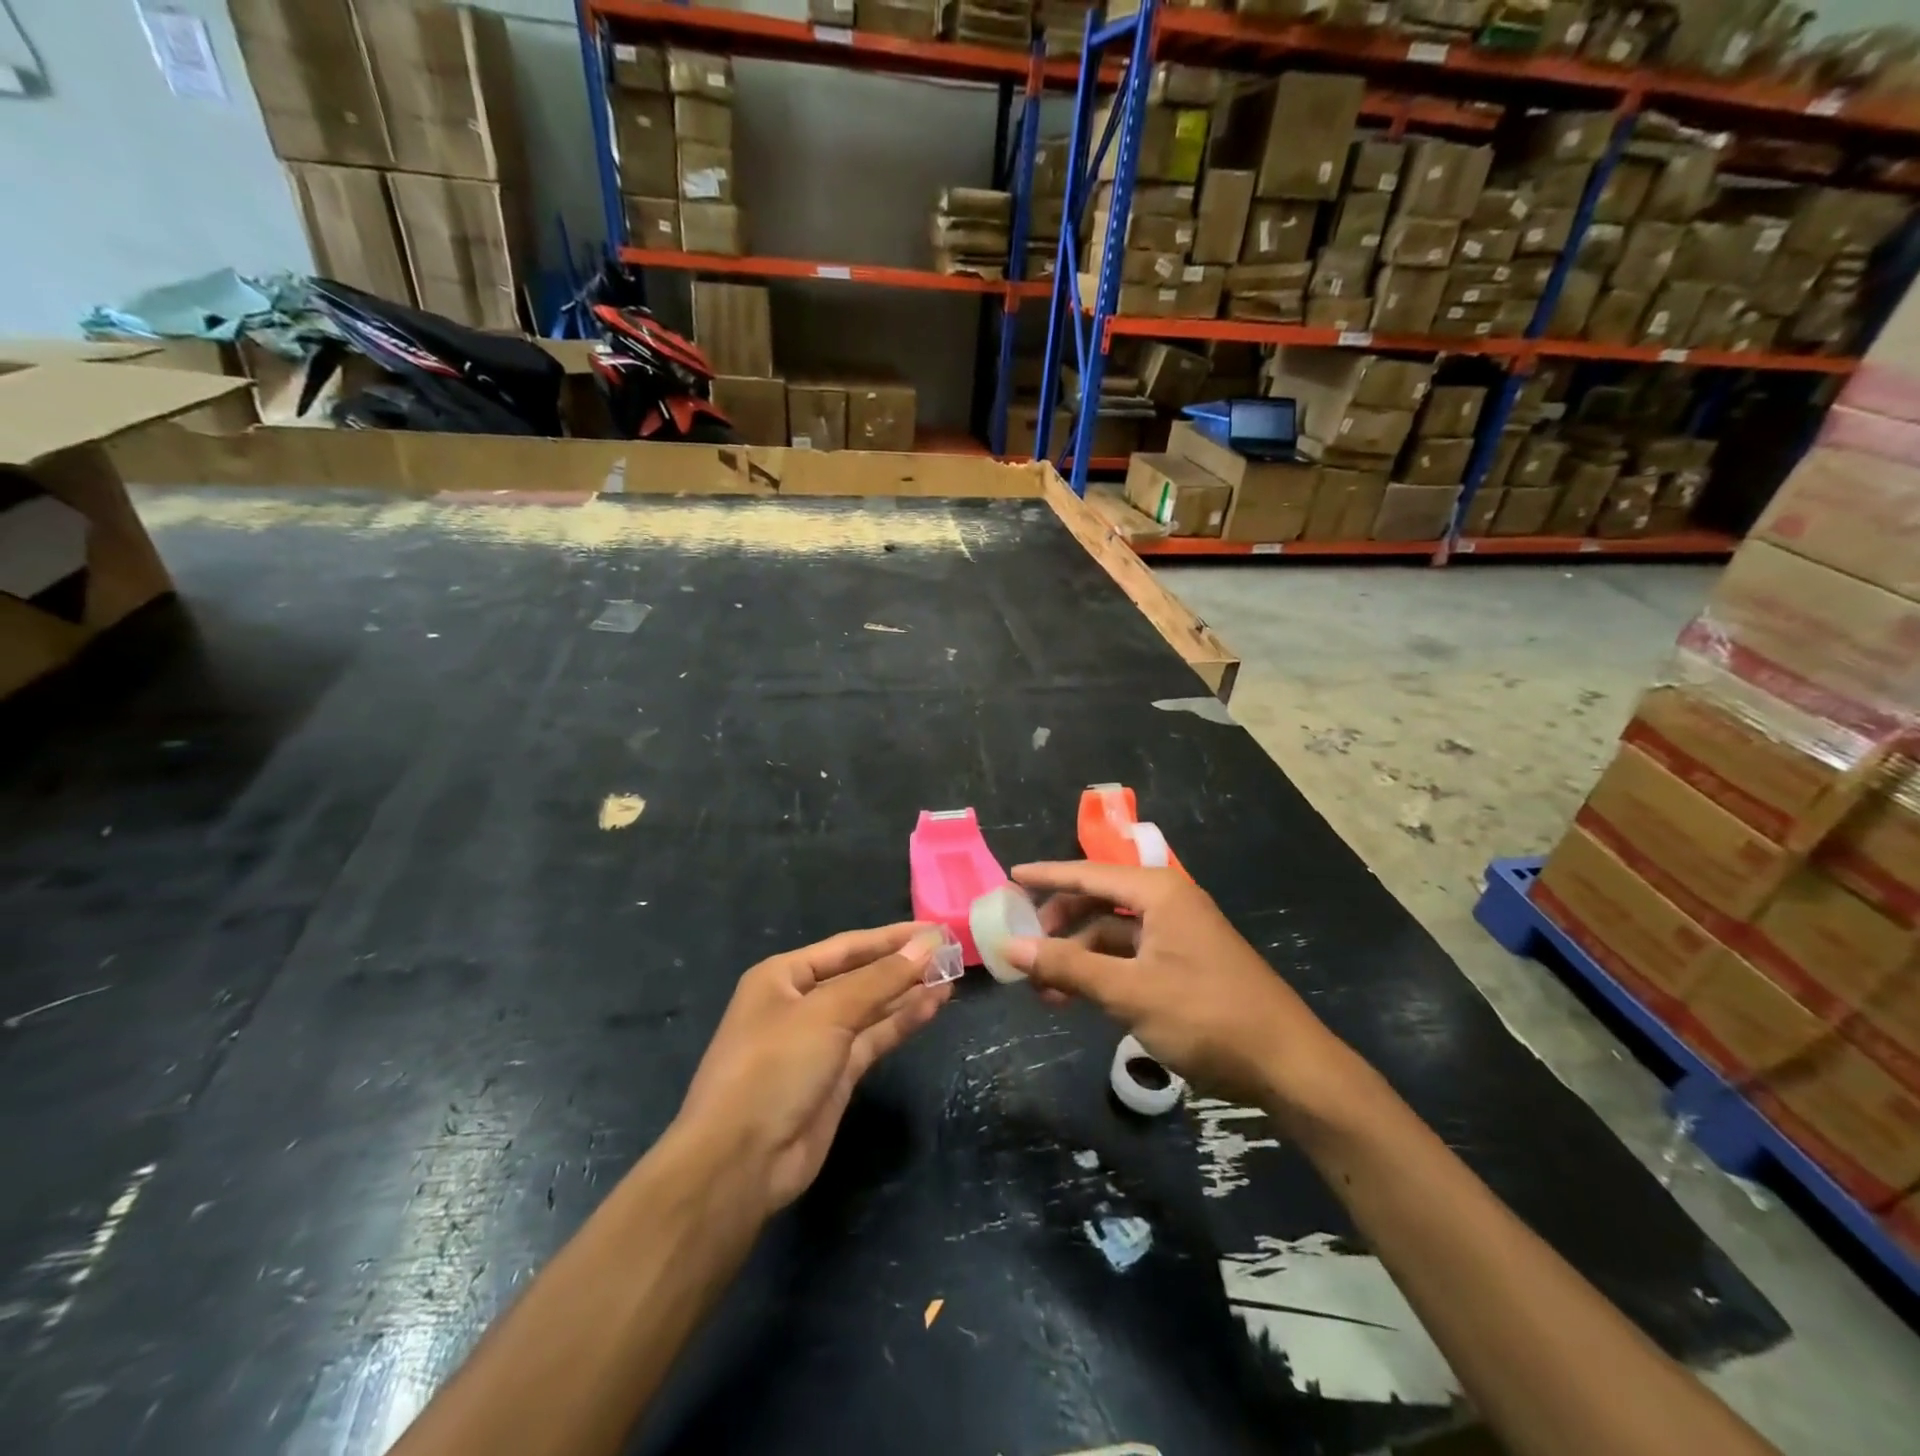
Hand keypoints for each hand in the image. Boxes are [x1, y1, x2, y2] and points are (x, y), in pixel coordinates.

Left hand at [677, 924, 952, 1215]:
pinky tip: (933, 1006)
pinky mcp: (836, 1076)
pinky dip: (902, 1022)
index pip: (847, 946)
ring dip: (908, 993)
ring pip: (871, 1008)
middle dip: (902, 964)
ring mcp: (819, 1041)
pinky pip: (874, 1038)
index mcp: (783, 976)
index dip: (892, 937)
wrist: (740, 1162)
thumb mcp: (827, 1013)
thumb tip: (926, 946)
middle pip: (861, 975)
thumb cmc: (774, 1067)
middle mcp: (800, 1003)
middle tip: (951, 952)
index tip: (935, 929)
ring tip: (951, 977)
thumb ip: (880, 980)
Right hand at [1005, 862, 1346, 1111]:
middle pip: (1098, 902)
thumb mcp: (1129, 992)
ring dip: (1076, 956)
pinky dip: (1100, 973)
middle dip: (1058, 924)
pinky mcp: (1183, 964)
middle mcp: (1167, 904)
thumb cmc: (1206, 1016)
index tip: (1009, 879)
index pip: (1088, 874)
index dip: (1046, 876)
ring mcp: (1177, 935)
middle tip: (1021, 946)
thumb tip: (1011, 948)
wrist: (1287, 1065)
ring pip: (1111, 934)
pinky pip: (1129, 957)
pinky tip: (1075, 997)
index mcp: (1158, 893)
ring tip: (1041, 988)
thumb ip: (1069, 967)